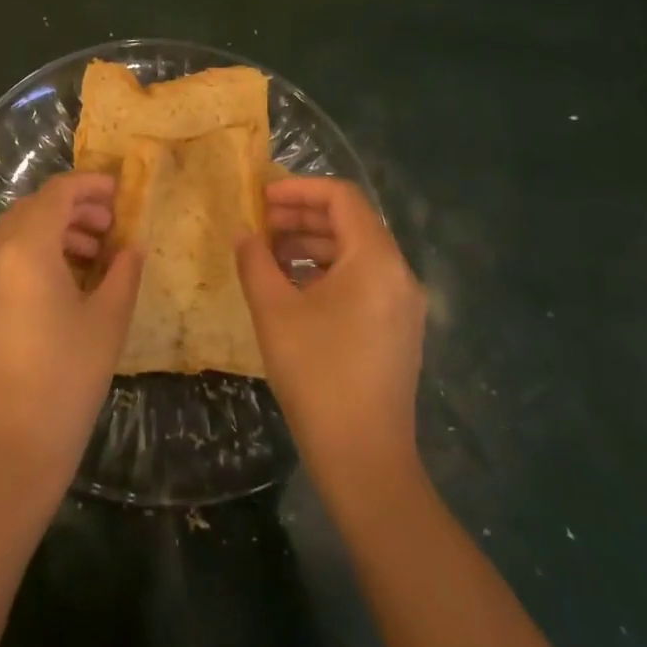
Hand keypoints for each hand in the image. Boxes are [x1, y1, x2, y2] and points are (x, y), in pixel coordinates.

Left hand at [0, 172, 142, 501]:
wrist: (12, 445)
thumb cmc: (68, 377)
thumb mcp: (108, 320)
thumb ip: (123, 273)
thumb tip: (131, 247)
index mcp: (26, 249)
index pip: (56, 194)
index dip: (88, 185)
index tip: (118, 191)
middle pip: (32, 209)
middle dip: (71, 207)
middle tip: (108, 225)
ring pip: (14, 234)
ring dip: (52, 231)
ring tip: (91, 254)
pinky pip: (3, 261)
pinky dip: (32, 254)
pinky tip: (62, 283)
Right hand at [236, 178, 426, 490]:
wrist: (364, 458)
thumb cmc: (317, 374)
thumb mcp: (274, 311)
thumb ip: (255, 261)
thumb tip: (244, 233)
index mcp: (376, 260)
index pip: (342, 198)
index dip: (299, 188)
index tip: (261, 198)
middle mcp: (398, 274)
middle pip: (351, 223)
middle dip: (302, 216)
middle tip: (259, 225)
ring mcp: (402, 305)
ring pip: (355, 253)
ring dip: (311, 244)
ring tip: (268, 255)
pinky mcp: (396, 330)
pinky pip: (361, 281)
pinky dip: (326, 272)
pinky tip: (292, 288)